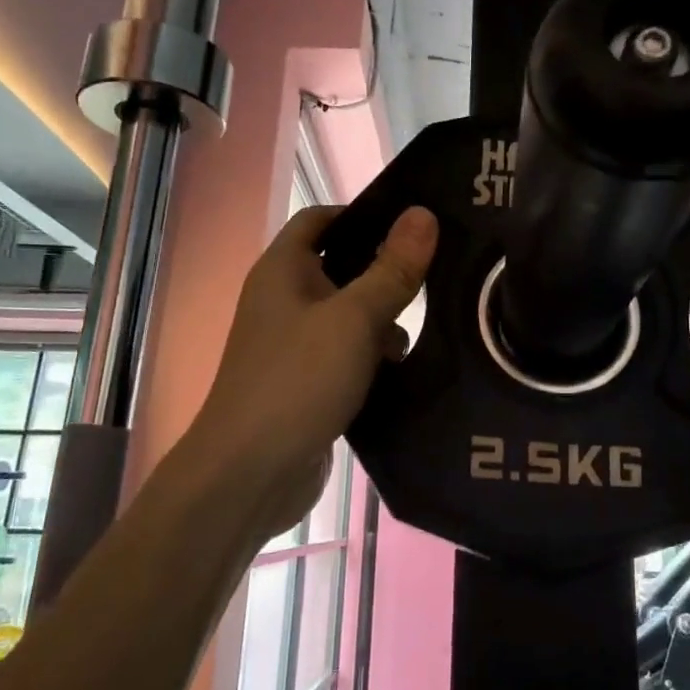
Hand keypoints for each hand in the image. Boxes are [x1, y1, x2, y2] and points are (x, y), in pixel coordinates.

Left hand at [186, 205, 436, 534]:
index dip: (364, 214)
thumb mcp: (354, 319)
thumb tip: (424, 214)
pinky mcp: (307, 382)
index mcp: (283, 271)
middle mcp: (284, 300)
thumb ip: (392, 269)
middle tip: (439, 273)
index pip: (321, 219)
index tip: (414, 223)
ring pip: (349, 315)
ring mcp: (293, 344)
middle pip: (341, 267)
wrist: (250, 475)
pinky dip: (374, 356)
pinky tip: (408, 369)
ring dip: (384, 320)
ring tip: (431, 327)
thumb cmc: (298, 381)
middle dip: (385, 271)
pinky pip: (347, 354)